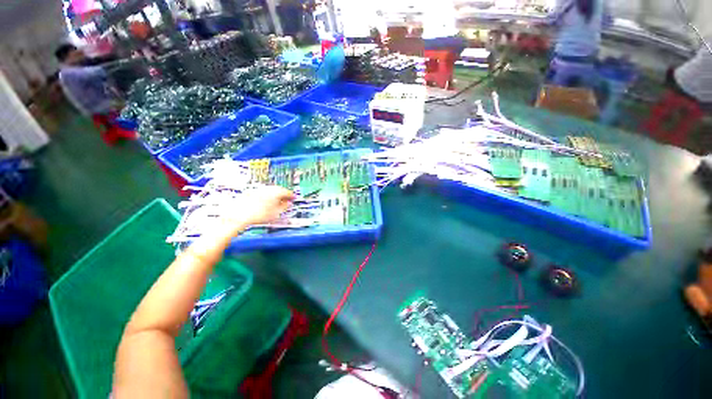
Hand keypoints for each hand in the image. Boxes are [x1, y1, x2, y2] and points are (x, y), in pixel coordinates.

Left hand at [229, 186, 294, 226]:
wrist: (239, 214)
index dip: (292, 196)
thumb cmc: (257, 214)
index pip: (288, 192)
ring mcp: (259, 189)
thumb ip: (285, 206)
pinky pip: (263, 192)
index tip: (294, 199)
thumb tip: (289, 204)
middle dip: (283, 195)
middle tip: (286, 201)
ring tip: (276, 203)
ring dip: (275, 195)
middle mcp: (268, 188)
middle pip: (279, 190)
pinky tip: (265, 203)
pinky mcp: (252, 191)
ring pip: (271, 191)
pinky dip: (267, 196)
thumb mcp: (276, 213)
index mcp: (276, 192)